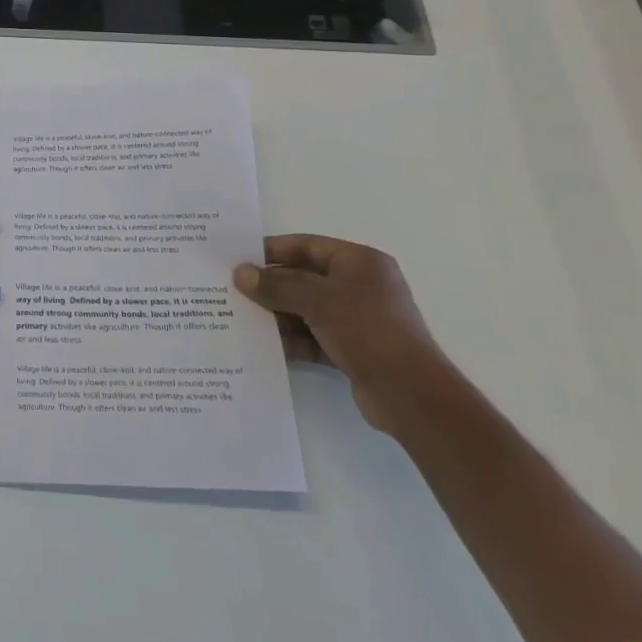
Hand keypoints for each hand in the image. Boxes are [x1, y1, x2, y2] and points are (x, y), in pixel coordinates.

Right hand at [233, 234, 443, 433]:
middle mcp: (360, 286)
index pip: (306, 246)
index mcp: (359, 263)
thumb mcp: (317, 300)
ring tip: (239, 318)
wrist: (410, 395)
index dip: (271, 251)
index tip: (237, 259)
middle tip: (231, 291)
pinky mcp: (352, 350)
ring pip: (305, 309)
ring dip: (276, 315)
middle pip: (303, 278)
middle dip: (269, 286)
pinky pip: (312, 337)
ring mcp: (357, 320)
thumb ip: (276, 285)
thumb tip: (240, 273)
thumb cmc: (367, 330)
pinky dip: (290, 339)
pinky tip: (262, 345)